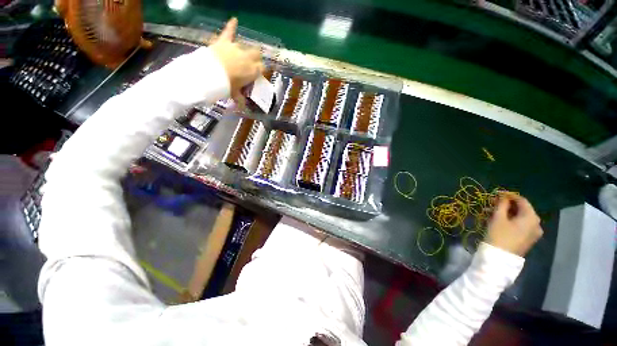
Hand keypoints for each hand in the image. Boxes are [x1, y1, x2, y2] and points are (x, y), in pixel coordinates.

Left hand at [210, 18, 263, 99]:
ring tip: (242, 54)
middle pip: (257, 54)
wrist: (210, 73)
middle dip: (256, 58)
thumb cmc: (226, 86)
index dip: (260, 71)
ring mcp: (236, 48)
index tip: (257, 75)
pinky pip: (229, 31)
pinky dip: (231, 25)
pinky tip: (234, 19)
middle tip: (252, 64)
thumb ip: (240, 99)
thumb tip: (242, 107)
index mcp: (253, 70)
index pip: (262, 68)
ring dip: (245, 50)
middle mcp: (248, 58)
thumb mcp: (234, 94)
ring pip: (246, 46)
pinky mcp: (225, 42)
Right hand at [485, 193, 542, 256]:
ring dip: (508, 213)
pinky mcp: (529, 239)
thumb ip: (502, 204)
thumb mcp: (498, 217)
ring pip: (521, 218)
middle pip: (522, 209)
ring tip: (493, 212)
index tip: (496, 193)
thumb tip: (503, 196)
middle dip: (507, 205)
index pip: (522, 200)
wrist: (500, 258)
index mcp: (531, 217)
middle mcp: (537, 224)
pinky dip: (512, 221)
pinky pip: (522, 225)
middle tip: (493, 203)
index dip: (509, 195)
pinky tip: (501, 221)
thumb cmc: (499, 235)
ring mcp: (534, 233)